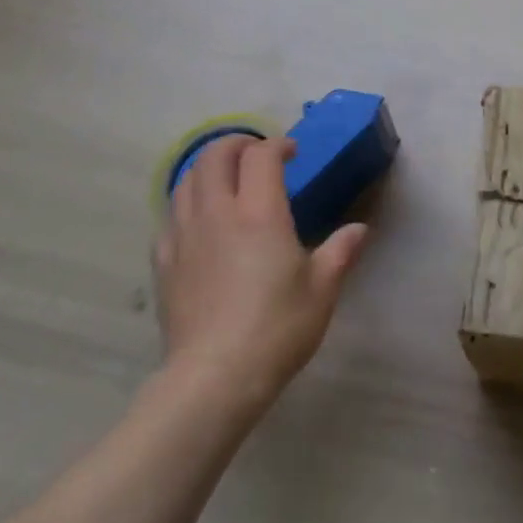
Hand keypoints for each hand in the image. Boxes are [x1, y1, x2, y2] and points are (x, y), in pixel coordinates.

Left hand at [152, 134, 366, 415]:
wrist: (214, 379)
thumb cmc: (277, 328)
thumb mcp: (322, 289)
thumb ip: (341, 251)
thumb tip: (359, 230)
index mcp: (259, 213)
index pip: (261, 156)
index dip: (277, 145)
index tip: (292, 154)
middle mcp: (217, 214)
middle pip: (214, 156)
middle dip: (236, 144)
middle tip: (256, 154)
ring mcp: (184, 236)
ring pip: (186, 180)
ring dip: (208, 168)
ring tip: (227, 179)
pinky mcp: (163, 262)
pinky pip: (170, 215)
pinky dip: (187, 202)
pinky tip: (200, 220)